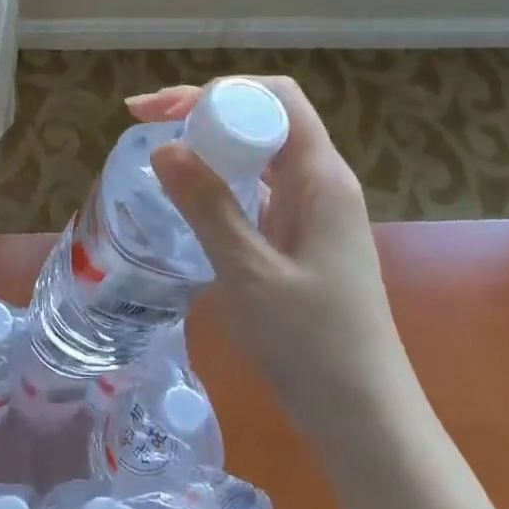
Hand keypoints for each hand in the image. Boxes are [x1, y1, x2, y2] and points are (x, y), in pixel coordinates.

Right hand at [132, 77, 412, 424]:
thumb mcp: (249, 273)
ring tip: (158, 150)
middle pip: (265, 117)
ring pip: (260, 153)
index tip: (161, 113)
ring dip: (210, 142)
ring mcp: (313, 211)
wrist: (364, 417)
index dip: (217, 91)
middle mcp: (321, 183)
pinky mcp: (301, 238)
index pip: (275, 98)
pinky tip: (189, 194)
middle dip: (205, 110)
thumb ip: (208, 206)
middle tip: (144, 123)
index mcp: (321, 178)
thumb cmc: (312, 345)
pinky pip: (259, 189)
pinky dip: (221, 179)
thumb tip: (164, 148)